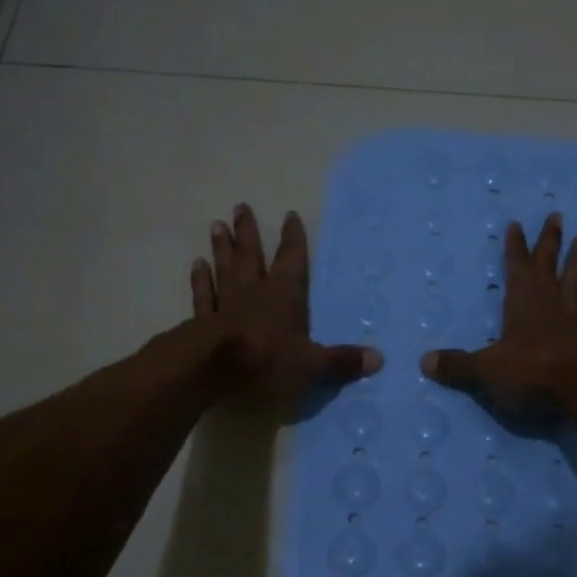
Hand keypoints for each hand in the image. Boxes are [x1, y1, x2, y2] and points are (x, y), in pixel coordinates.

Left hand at [192, 204, 381, 405]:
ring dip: (222, 248)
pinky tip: (197, 265)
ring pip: (224, 270)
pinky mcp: (202, 322)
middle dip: (248, 232)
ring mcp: (224, 305)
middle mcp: (253, 293)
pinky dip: (200, 281)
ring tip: (216, 225)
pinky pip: (202, 296)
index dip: (292, 240)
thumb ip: (341, 361)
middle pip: (251, 256)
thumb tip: (379, 358)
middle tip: (240, 206)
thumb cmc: (266, 361)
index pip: (291, 261)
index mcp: (283, 296)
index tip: (289, 216)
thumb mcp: (311, 364)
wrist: (212, 370)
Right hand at [421, 213, 576, 412]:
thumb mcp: (486, 370)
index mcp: (522, 301)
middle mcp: (549, 301)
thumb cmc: (530, 371)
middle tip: (557, 216)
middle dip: (550, 241)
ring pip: (575, 280)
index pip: (517, 266)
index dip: (515, 246)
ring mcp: (573, 317)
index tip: (517, 224)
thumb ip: (457, 366)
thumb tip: (424, 362)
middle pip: (549, 264)